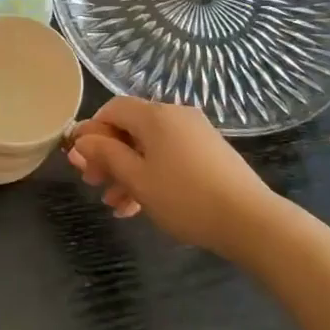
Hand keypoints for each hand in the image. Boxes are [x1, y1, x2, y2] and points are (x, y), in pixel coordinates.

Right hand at [66, 97, 279, 257]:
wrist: (250, 220)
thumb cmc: (185, 197)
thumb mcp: (137, 178)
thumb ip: (106, 155)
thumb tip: (81, 140)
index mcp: (155, 115)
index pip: (112, 109)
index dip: (91, 132)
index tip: (79, 160)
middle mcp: (175, 115)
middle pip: (130, 128)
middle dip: (108, 156)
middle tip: (92, 184)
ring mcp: (195, 134)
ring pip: (149, 147)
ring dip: (127, 172)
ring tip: (115, 205)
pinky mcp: (209, 153)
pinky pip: (169, 156)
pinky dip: (151, 175)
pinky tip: (140, 206)